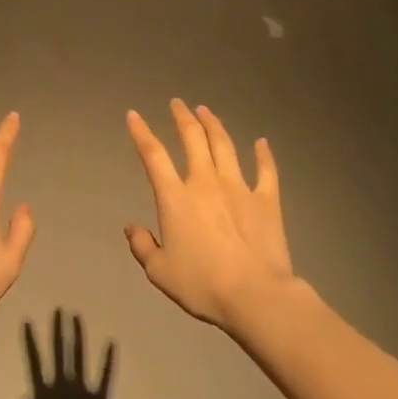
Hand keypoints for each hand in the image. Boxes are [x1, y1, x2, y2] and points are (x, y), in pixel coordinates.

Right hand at [23, 311, 112, 398]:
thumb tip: (26, 397)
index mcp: (44, 395)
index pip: (34, 361)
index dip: (31, 341)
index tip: (28, 321)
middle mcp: (62, 387)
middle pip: (59, 352)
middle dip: (58, 329)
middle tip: (59, 309)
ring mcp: (82, 391)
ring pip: (79, 357)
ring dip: (77, 336)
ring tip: (76, 317)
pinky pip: (105, 377)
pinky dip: (108, 360)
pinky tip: (112, 343)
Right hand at [124, 101, 294, 329]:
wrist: (254, 295)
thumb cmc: (202, 285)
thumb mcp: (160, 272)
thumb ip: (143, 247)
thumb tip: (131, 228)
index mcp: (175, 198)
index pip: (153, 155)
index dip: (141, 133)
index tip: (134, 115)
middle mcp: (205, 182)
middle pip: (192, 139)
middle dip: (182, 117)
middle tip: (177, 103)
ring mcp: (238, 187)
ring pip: (224, 146)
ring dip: (213, 125)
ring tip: (206, 111)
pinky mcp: (266, 200)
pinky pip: (266, 170)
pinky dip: (263, 154)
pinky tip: (262, 142)